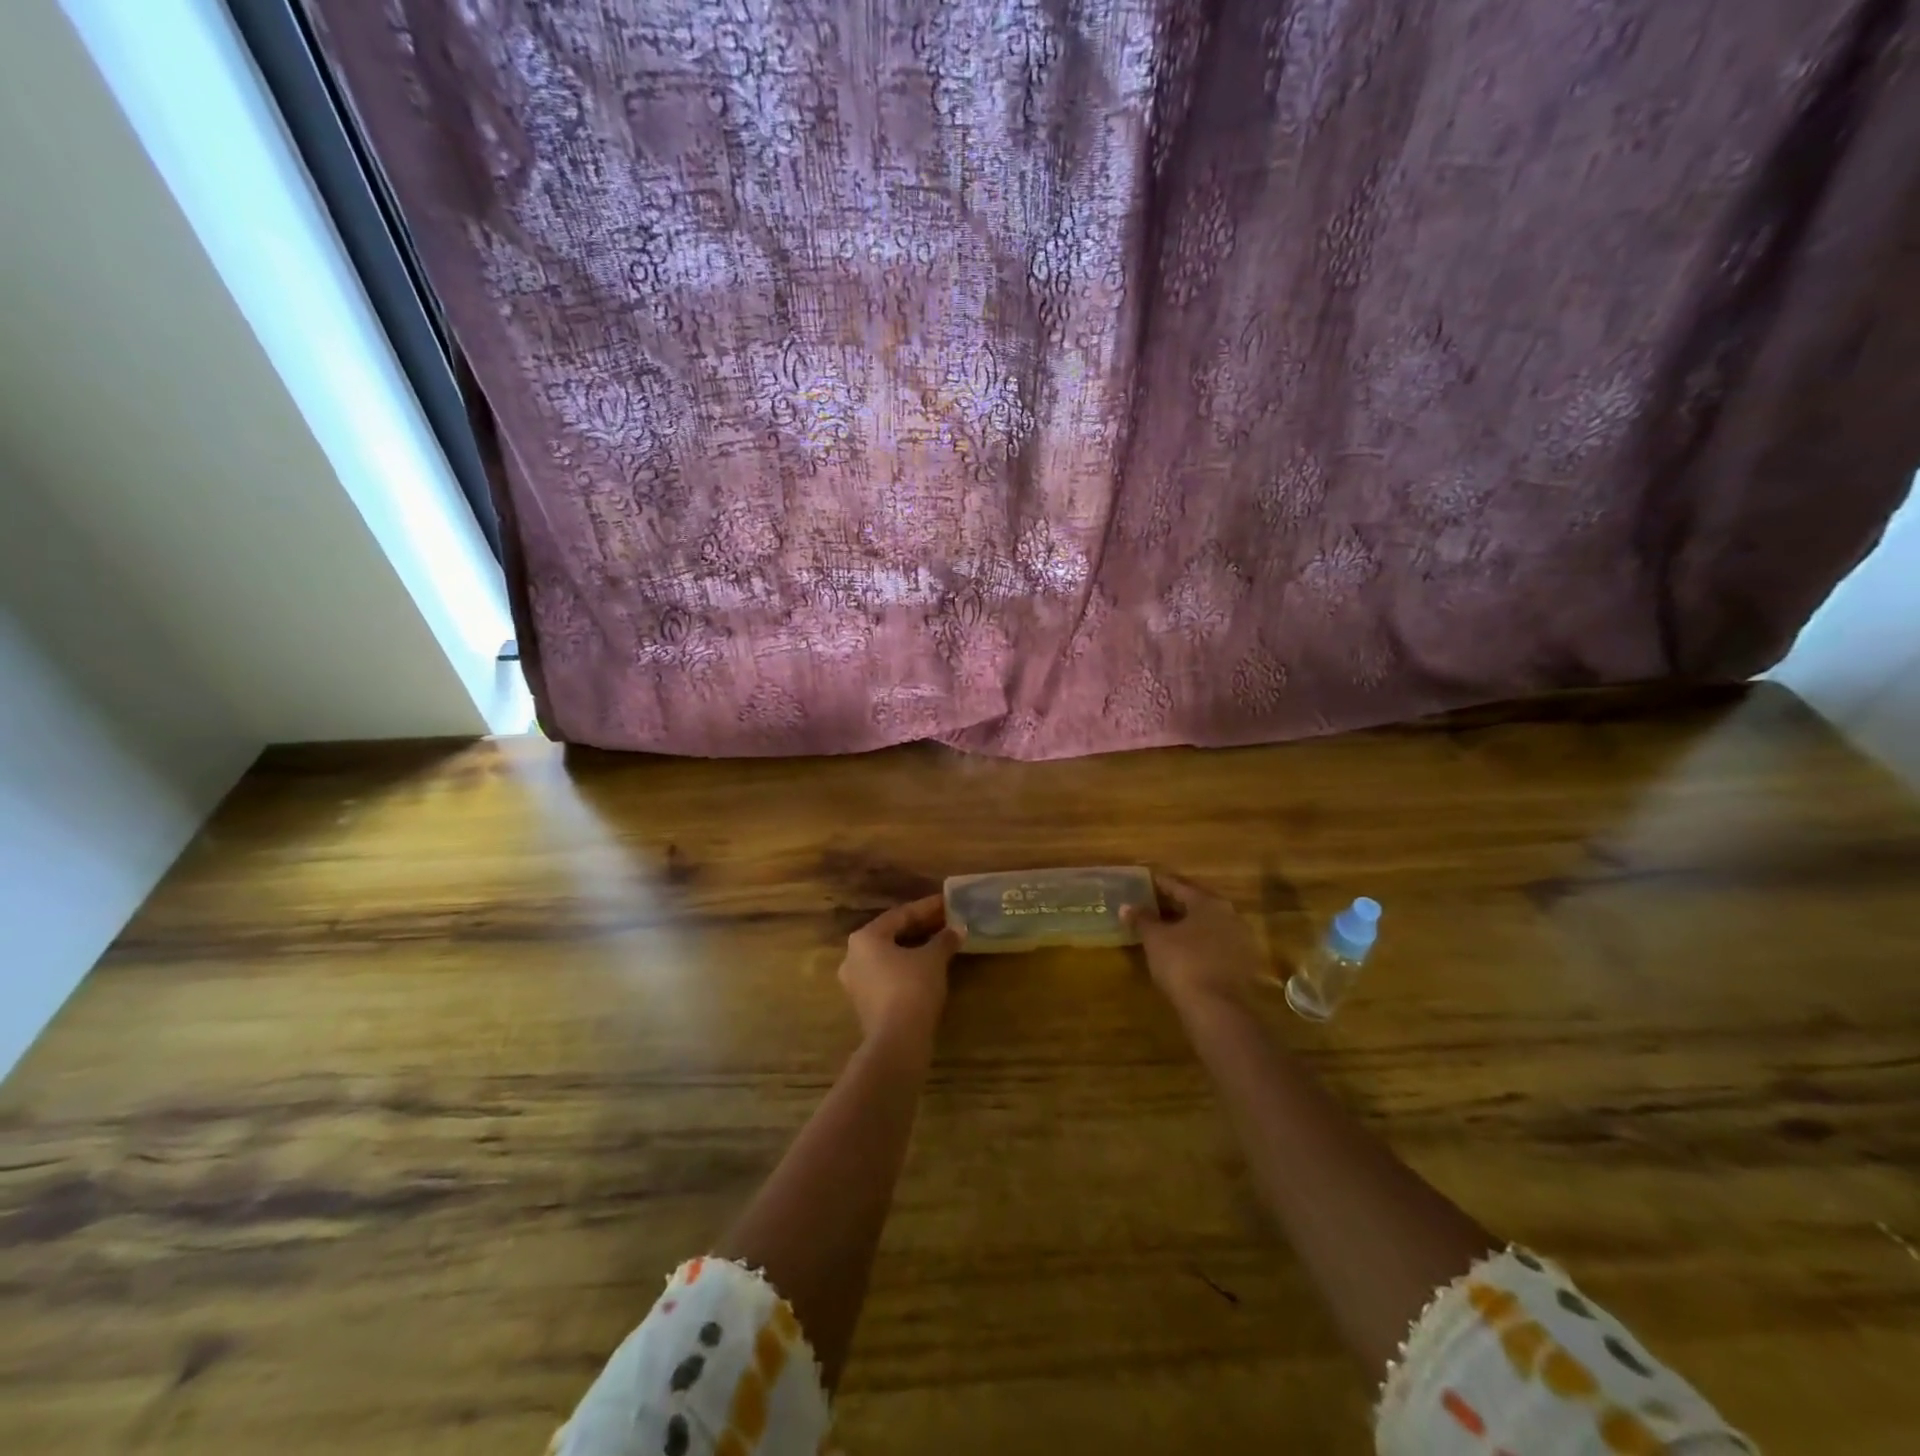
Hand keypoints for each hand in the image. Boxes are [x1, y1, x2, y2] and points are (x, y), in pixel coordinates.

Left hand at [839, 894, 960, 1044]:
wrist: (897, 1042)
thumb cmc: (912, 988)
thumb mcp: (933, 959)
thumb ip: (944, 939)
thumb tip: (958, 929)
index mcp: (865, 938)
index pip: (900, 915)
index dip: (927, 908)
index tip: (947, 902)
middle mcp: (854, 956)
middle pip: (892, 934)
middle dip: (920, 927)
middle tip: (946, 921)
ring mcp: (856, 982)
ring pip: (890, 956)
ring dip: (914, 948)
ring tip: (940, 943)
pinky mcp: (865, 1003)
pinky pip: (888, 975)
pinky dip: (907, 967)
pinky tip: (928, 968)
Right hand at [1122, 872, 1265, 1015]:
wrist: (1217, 1009)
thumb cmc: (1182, 963)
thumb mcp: (1155, 939)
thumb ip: (1142, 919)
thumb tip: (1126, 906)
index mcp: (1208, 903)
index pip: (1180, 886)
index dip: (1161, 883)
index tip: (1147, 880)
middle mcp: (1230, 915)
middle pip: (1198, 903)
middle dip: (1177, 904)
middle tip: (1155, 903)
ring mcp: (1241, 940)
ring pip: (1209, 925)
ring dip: (1190, 924)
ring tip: (1168, 927)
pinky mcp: (1244, 964)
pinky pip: (1217, 944)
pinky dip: (1201, 943)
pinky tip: (1186, 950)